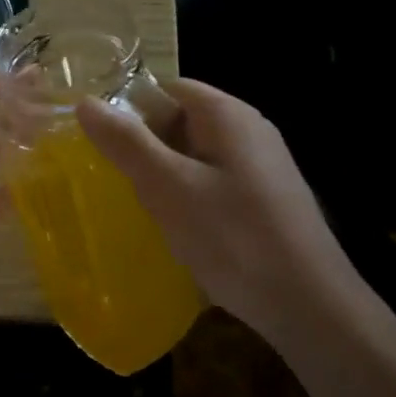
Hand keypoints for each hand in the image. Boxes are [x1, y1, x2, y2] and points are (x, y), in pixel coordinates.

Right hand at [76, 78, 361, 342]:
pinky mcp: (264, 200)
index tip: (102, 143)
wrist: (310, 307)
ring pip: (193, 155)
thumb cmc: (234, 238)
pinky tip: (178, 228)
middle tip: (118, 180)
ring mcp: (260, 166)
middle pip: (180, 120)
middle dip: (145, 146)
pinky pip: (212, 182)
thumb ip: (126, 142)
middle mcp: (248, 131)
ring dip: (164, 175)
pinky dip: (188, 196)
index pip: (166, 88)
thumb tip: (85, 102)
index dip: (130, 108)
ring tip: (143, 207)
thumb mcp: (168, 187)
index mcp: (227, 115)